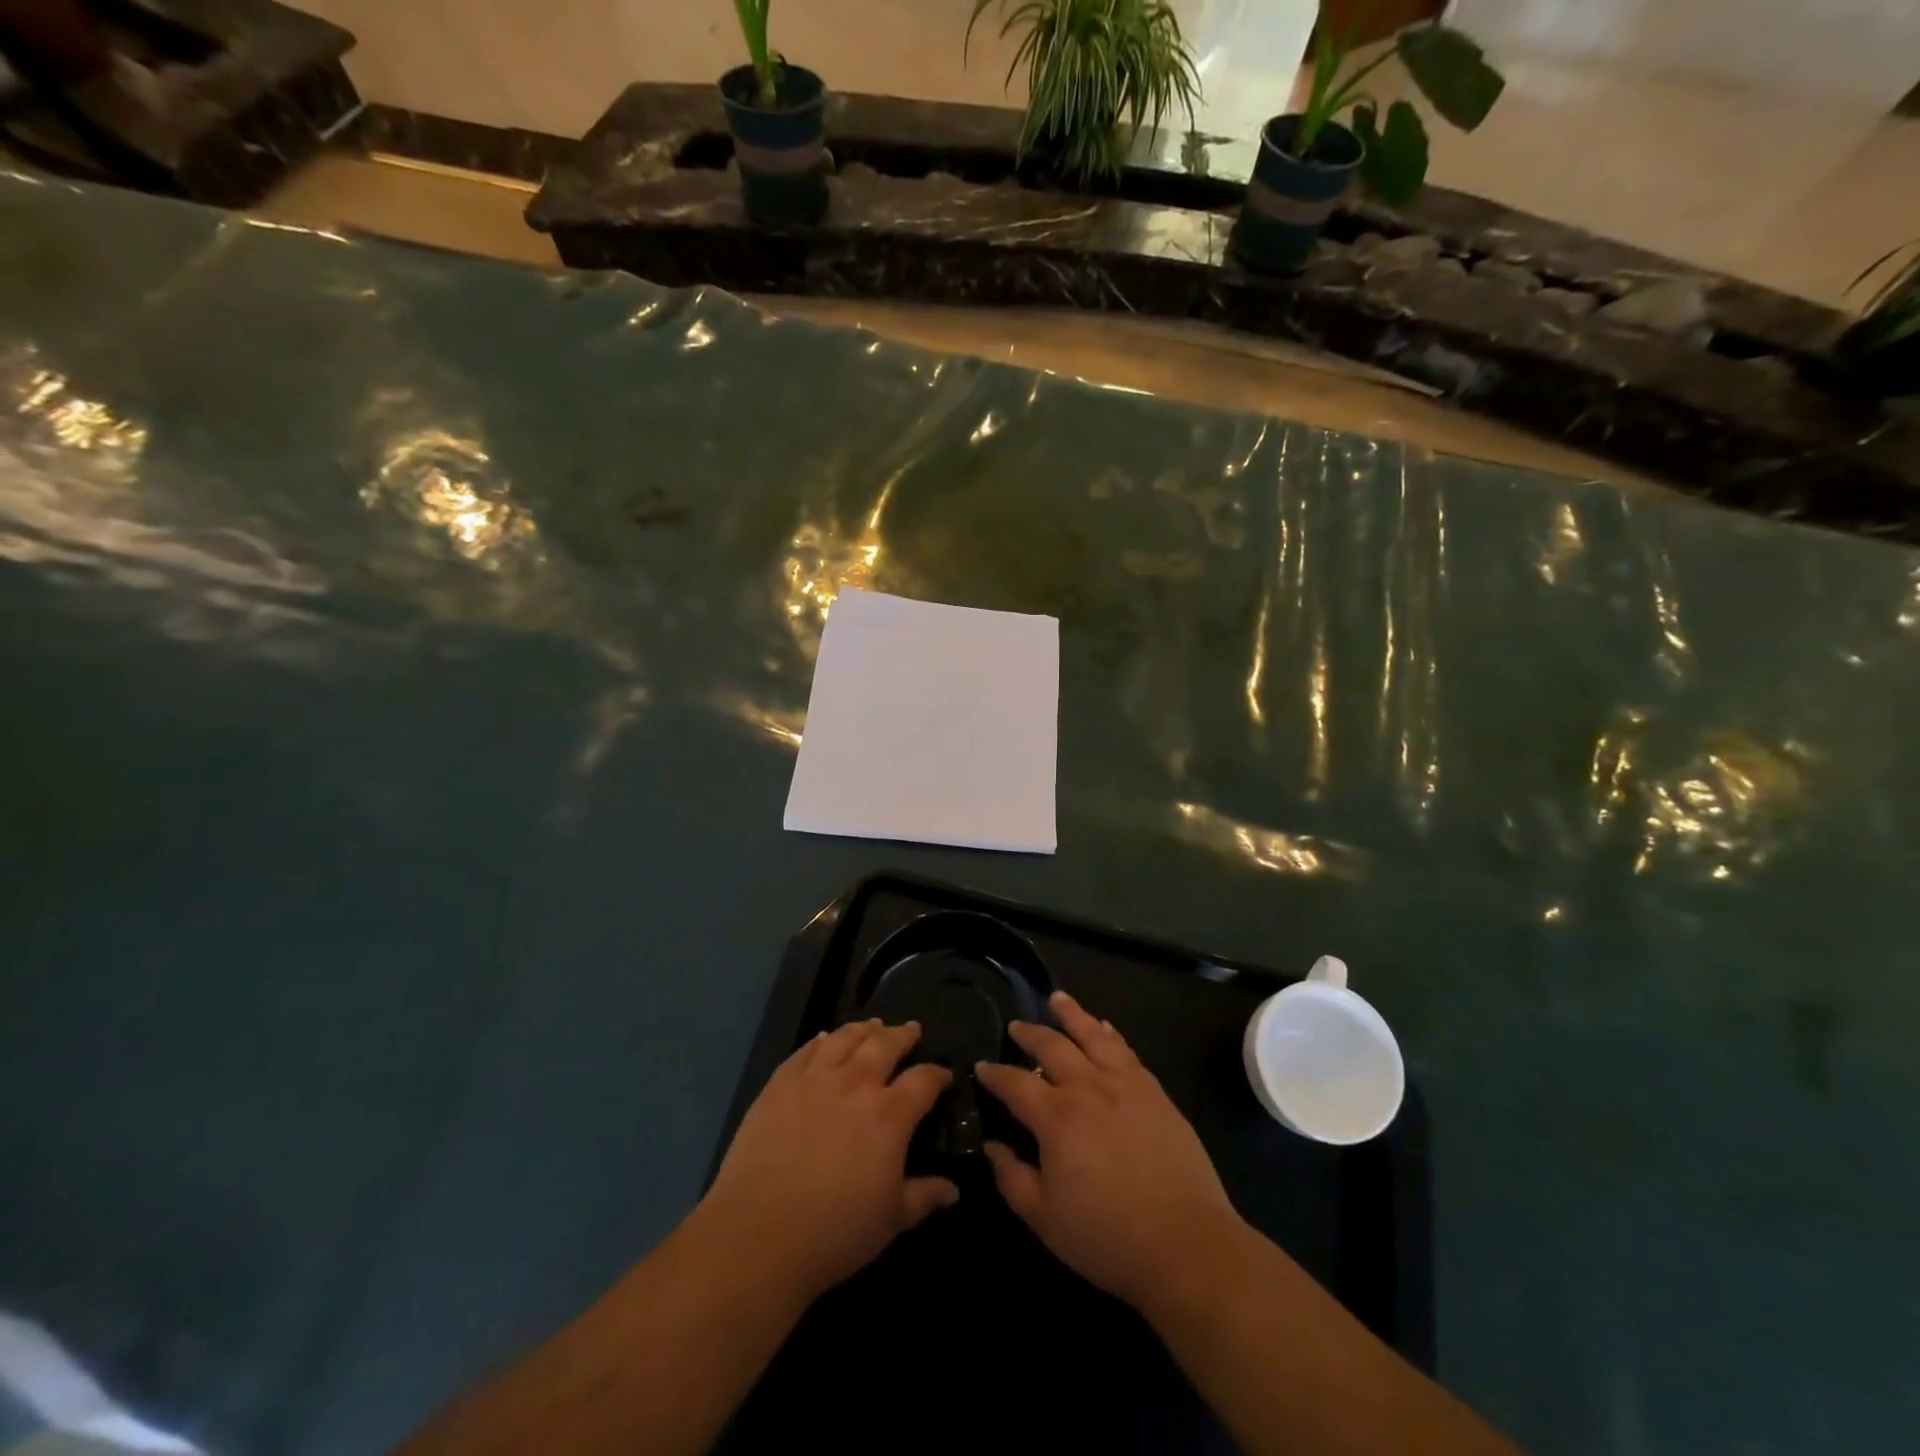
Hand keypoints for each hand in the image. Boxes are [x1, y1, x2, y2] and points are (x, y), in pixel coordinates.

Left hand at [700, 1020, 956, 1308]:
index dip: (937, 1074)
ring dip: (864, 1029)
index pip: (923, 1080)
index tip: (944, 1075)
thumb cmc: (834, 1232)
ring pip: (845, 1038)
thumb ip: (923, 1197)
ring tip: (873, 1025)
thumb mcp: (890, 1221)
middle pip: (885, 1044)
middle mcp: (856, 1083)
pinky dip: (821, 1040)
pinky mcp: (780, 1083)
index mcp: (890, 1114)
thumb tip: (953, 1190)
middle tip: (911, 1030)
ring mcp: (815, 1078)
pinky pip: (806, 1050)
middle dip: (902, 1035)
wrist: (758, 1234)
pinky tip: (825, 1039)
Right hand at [975, 991, 1240, 1312]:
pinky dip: (1110, 1034)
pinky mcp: (1154, 1091)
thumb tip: (992, 1146)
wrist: (1185, 1243)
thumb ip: (1012, 1178)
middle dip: (1029, 1034)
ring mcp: (1124, 1084)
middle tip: (1016, 1026)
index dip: (994, 1074)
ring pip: (1092, 1035)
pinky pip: (1126, 1050)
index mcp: (1056, 1117)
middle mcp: (1087, 1087)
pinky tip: (1104, 1027)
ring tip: (1057, 999)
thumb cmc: (1107, 1237)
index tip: (981, 1066)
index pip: (1015, 1083)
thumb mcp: (1044, 1219)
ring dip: (1071, 1014)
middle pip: (1052, 1046)